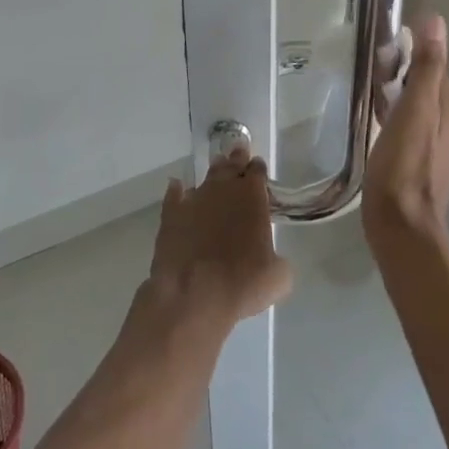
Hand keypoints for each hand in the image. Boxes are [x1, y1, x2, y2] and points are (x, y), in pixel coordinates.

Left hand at [145, 148, 292, 331]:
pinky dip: (177, 191)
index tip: (258, 169)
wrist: (193, 296)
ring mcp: (194, 201)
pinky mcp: (170, 216)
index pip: (257, 171)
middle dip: (237, 159)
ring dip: (213, 173)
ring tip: (217, 168)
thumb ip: (278, 259)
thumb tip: (273, 260)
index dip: (258, 169)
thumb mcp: (278, 277)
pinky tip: (177, 188)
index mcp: (252, 197)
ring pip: (206, 178)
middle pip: (231, 166)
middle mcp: (223, 191)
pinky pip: (174, 196)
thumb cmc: (242, 284)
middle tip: (238, 152)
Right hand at [362, 14, 448, 256]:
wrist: (400, 226)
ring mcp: (441, 147)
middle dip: (402, 76)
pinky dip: (396, 117)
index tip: (382, 49)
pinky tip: (377, 122)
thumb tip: (436, 21)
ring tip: (370, 94)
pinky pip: (412, 127)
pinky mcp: (423, 163)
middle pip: (427, 87)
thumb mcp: (415, 109)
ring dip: (398, 97)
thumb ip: (427, 67)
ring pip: (419, 108)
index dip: (410, 55)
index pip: (434, 67)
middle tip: (371, 72)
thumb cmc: (405, 165)